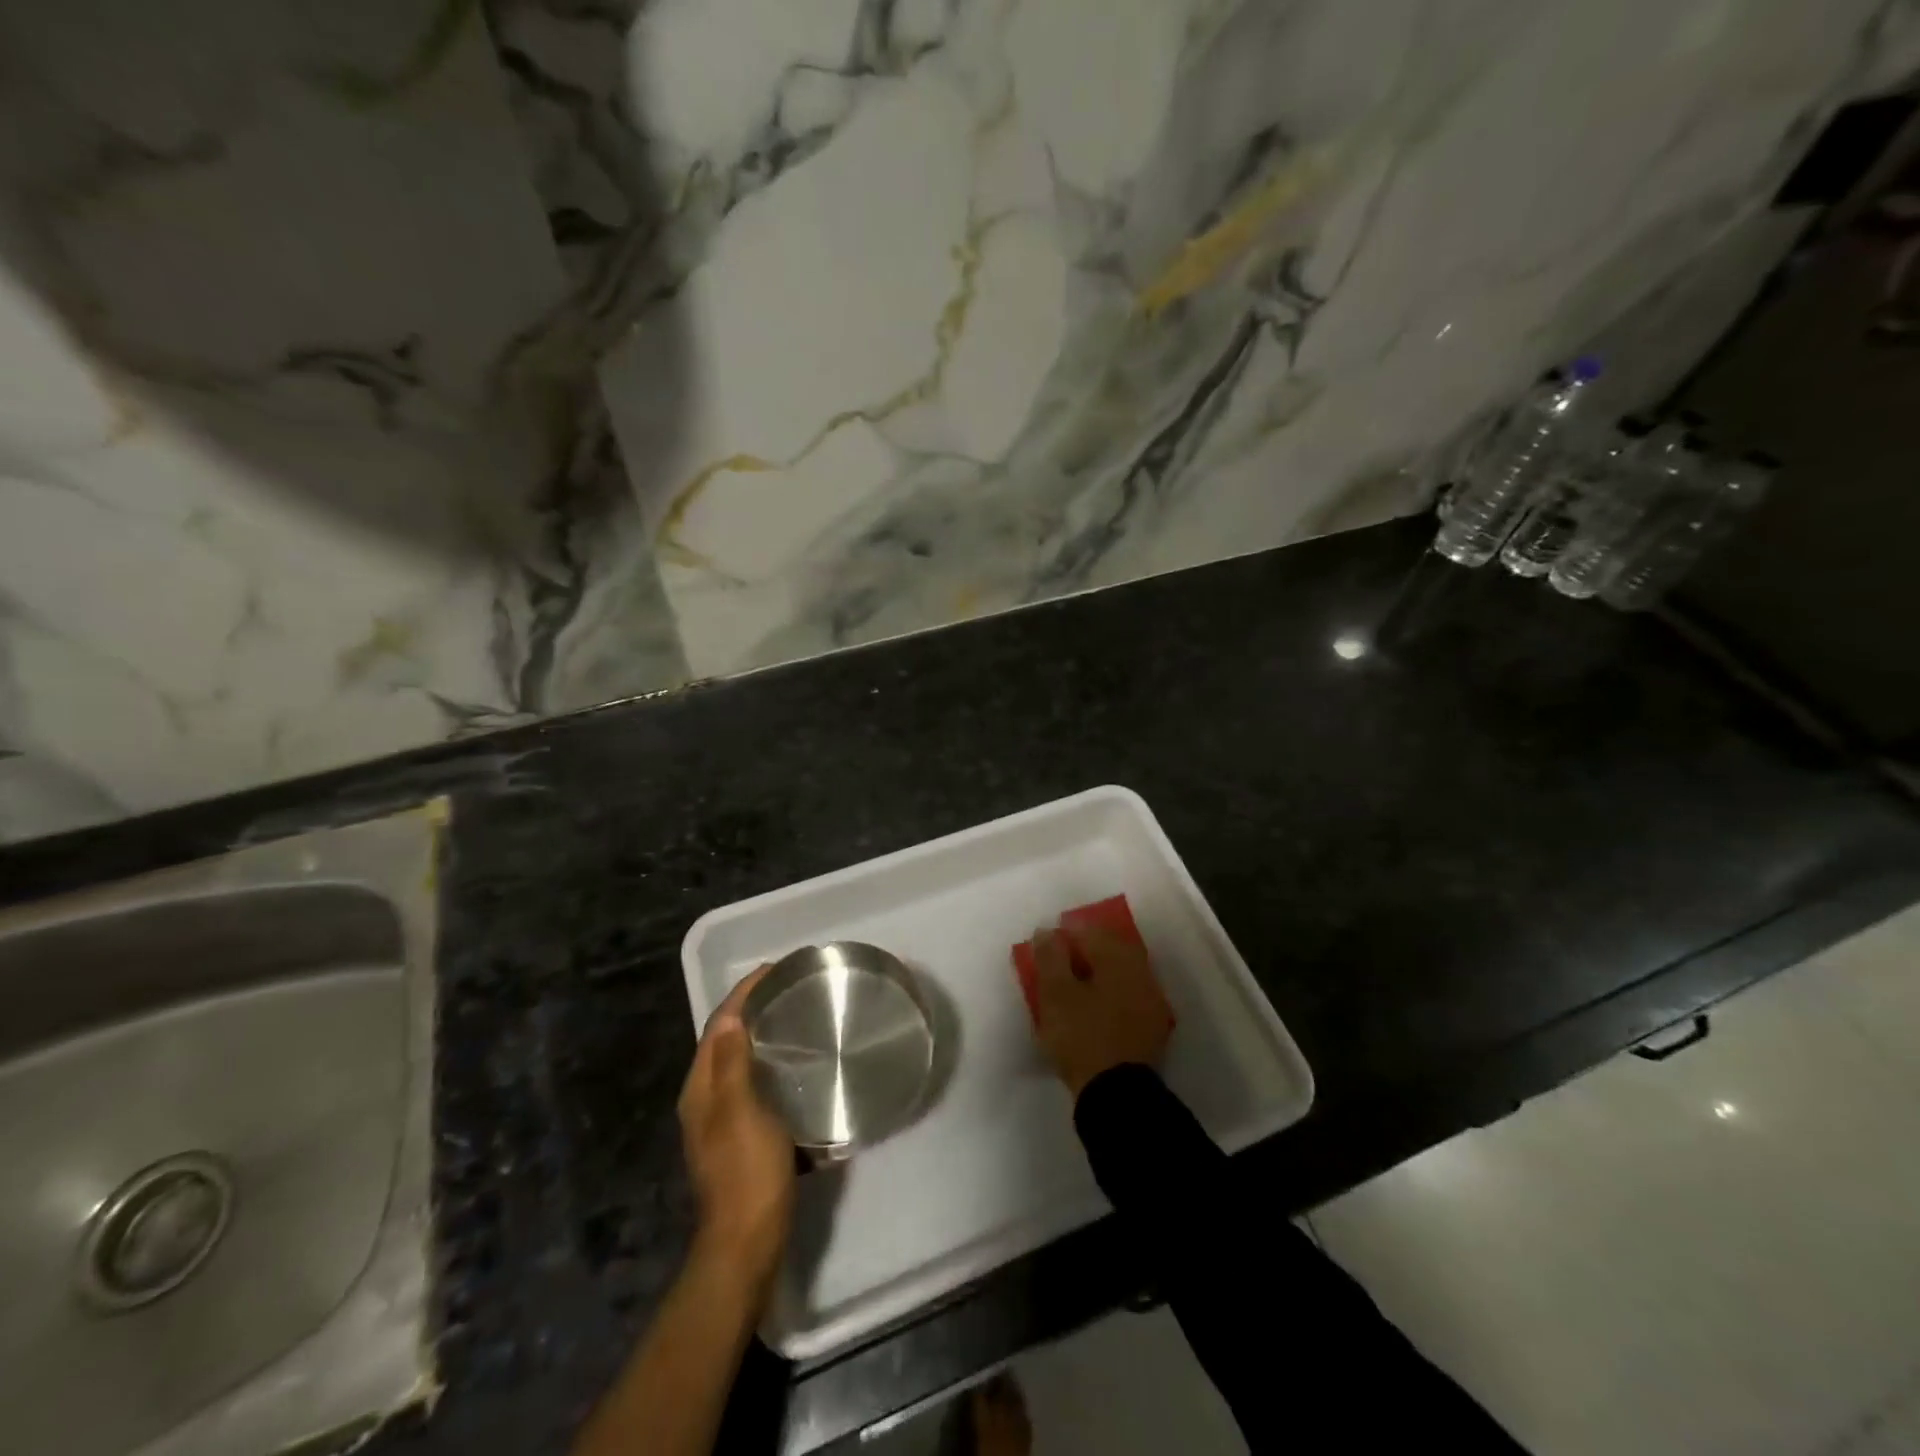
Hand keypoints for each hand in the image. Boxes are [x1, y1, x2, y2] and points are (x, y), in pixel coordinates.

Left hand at [679, 967, 794, 1288]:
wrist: (748, 1241)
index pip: (719, 1025)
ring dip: (763, 1036)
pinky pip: (756, 1085)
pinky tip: (798, 1066)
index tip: (774, 969)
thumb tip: (733, 1016)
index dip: (743, 994)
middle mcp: (706, 1099)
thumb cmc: (747, 1171)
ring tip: (796, 1017)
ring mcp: (722, 1120)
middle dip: (753, 1009)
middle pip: (726, 1040)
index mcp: (701, 1088)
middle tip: (790, 989)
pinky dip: (773, 1065)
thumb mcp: (741, 1111)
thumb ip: (734, 1063)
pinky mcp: (742, 1137)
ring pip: (741, 1062)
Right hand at [1030, 924, 1173, 1096]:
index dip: (1067, 932)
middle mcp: (1141, 974)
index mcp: (1119, 960)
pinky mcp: (1150, 1028)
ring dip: (1097, 972)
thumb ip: (1050, 957)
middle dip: (1085, 950)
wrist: (1116, 1095)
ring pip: (1120, 974)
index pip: (1092, 932)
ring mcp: (1150, 1002)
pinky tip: (1092, 1006)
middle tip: (1059, 959)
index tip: (1047, 942)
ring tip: (1073, 983)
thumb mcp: (1056, 994)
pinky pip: (1126, 997)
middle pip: (1111, 950)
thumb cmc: (1082, 1036)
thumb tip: (1047, 931)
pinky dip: (1108, 994)